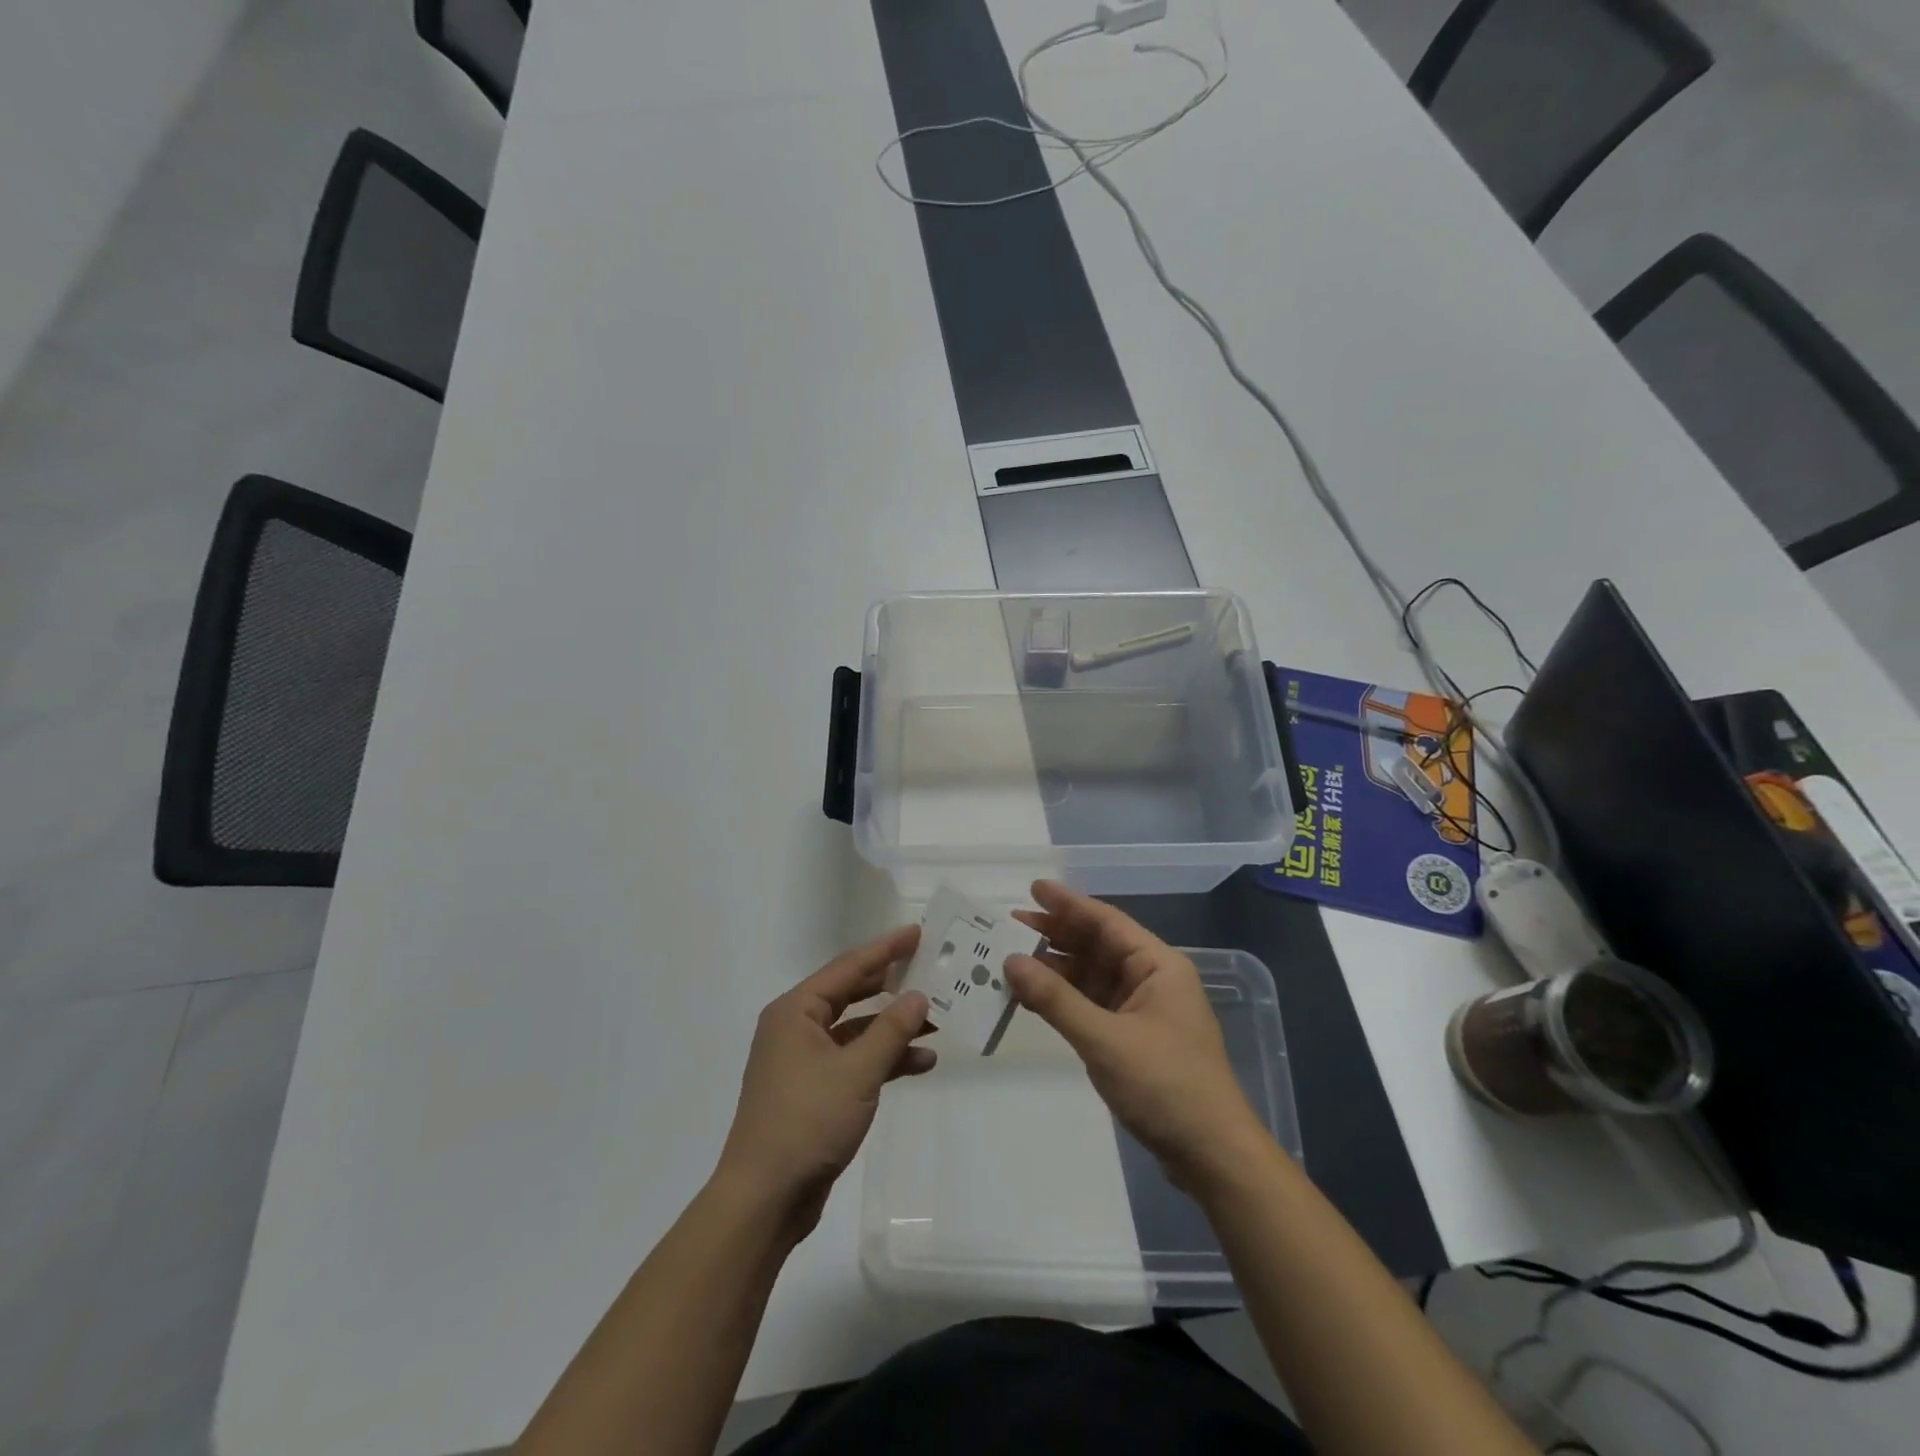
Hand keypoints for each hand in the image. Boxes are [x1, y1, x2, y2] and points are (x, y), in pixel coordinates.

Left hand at [715, 925, 932, 1236]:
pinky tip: (920, 1063)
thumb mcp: (857, 1071)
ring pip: (856, 1031)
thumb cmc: (807, 1121)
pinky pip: (854, 1061)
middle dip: (892, 986)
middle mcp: (796, 1028)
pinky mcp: (814, 1092)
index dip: (885, 949)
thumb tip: (918, 995)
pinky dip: (884, 1060)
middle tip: (930, 969)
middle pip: (852, 995)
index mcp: (796, 1011)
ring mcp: (803, 1062)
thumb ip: (891, 1030)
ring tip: (937, 1021)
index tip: (917, 932)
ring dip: (893, 1028)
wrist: (765, 1199)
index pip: (848, 967)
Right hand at [1005, 881, 1270, 1189]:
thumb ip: (1056, 999)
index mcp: (1157, 966)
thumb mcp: (1104, 1039)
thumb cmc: (1165, 1086)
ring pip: (1092, 977)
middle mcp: (1151, 980)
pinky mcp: (1134, 1039)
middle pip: (1097, 946)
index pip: (1106, 922)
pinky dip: (1064, 1000)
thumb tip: (1011, 961)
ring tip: (1011, 959)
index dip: (1068, 904)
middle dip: (1056, 935)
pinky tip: (1033, 998)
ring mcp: (1143, 1011)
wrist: (1212, 1156)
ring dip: (1055, 969)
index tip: (1033, 888)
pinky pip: (1092, 1006)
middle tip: (1010, 924)